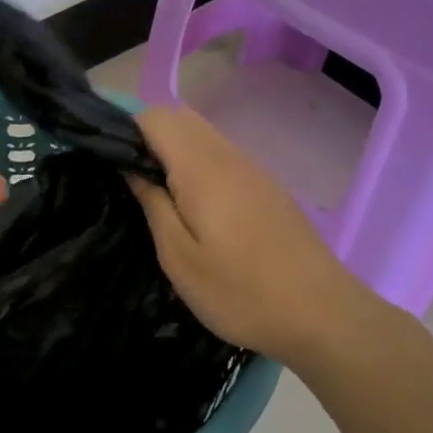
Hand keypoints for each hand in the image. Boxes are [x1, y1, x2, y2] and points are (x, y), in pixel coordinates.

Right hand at [129, 104, 391, 367]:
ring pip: (204, 135)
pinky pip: (223, 156)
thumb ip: (153, 204)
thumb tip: (131, 168)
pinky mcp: (268, 188)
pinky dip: (198, 164)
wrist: (322, 314)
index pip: (156, 118)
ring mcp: (254, 170)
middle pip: (181, 118)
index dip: (127, 131)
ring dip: (174, 150)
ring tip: (159, 196)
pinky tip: (196, 207)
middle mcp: (229, 157)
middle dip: (148, 137)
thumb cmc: (240, 292)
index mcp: (202, 169)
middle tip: (131, 182)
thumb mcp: (179, 258)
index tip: (110, 164)